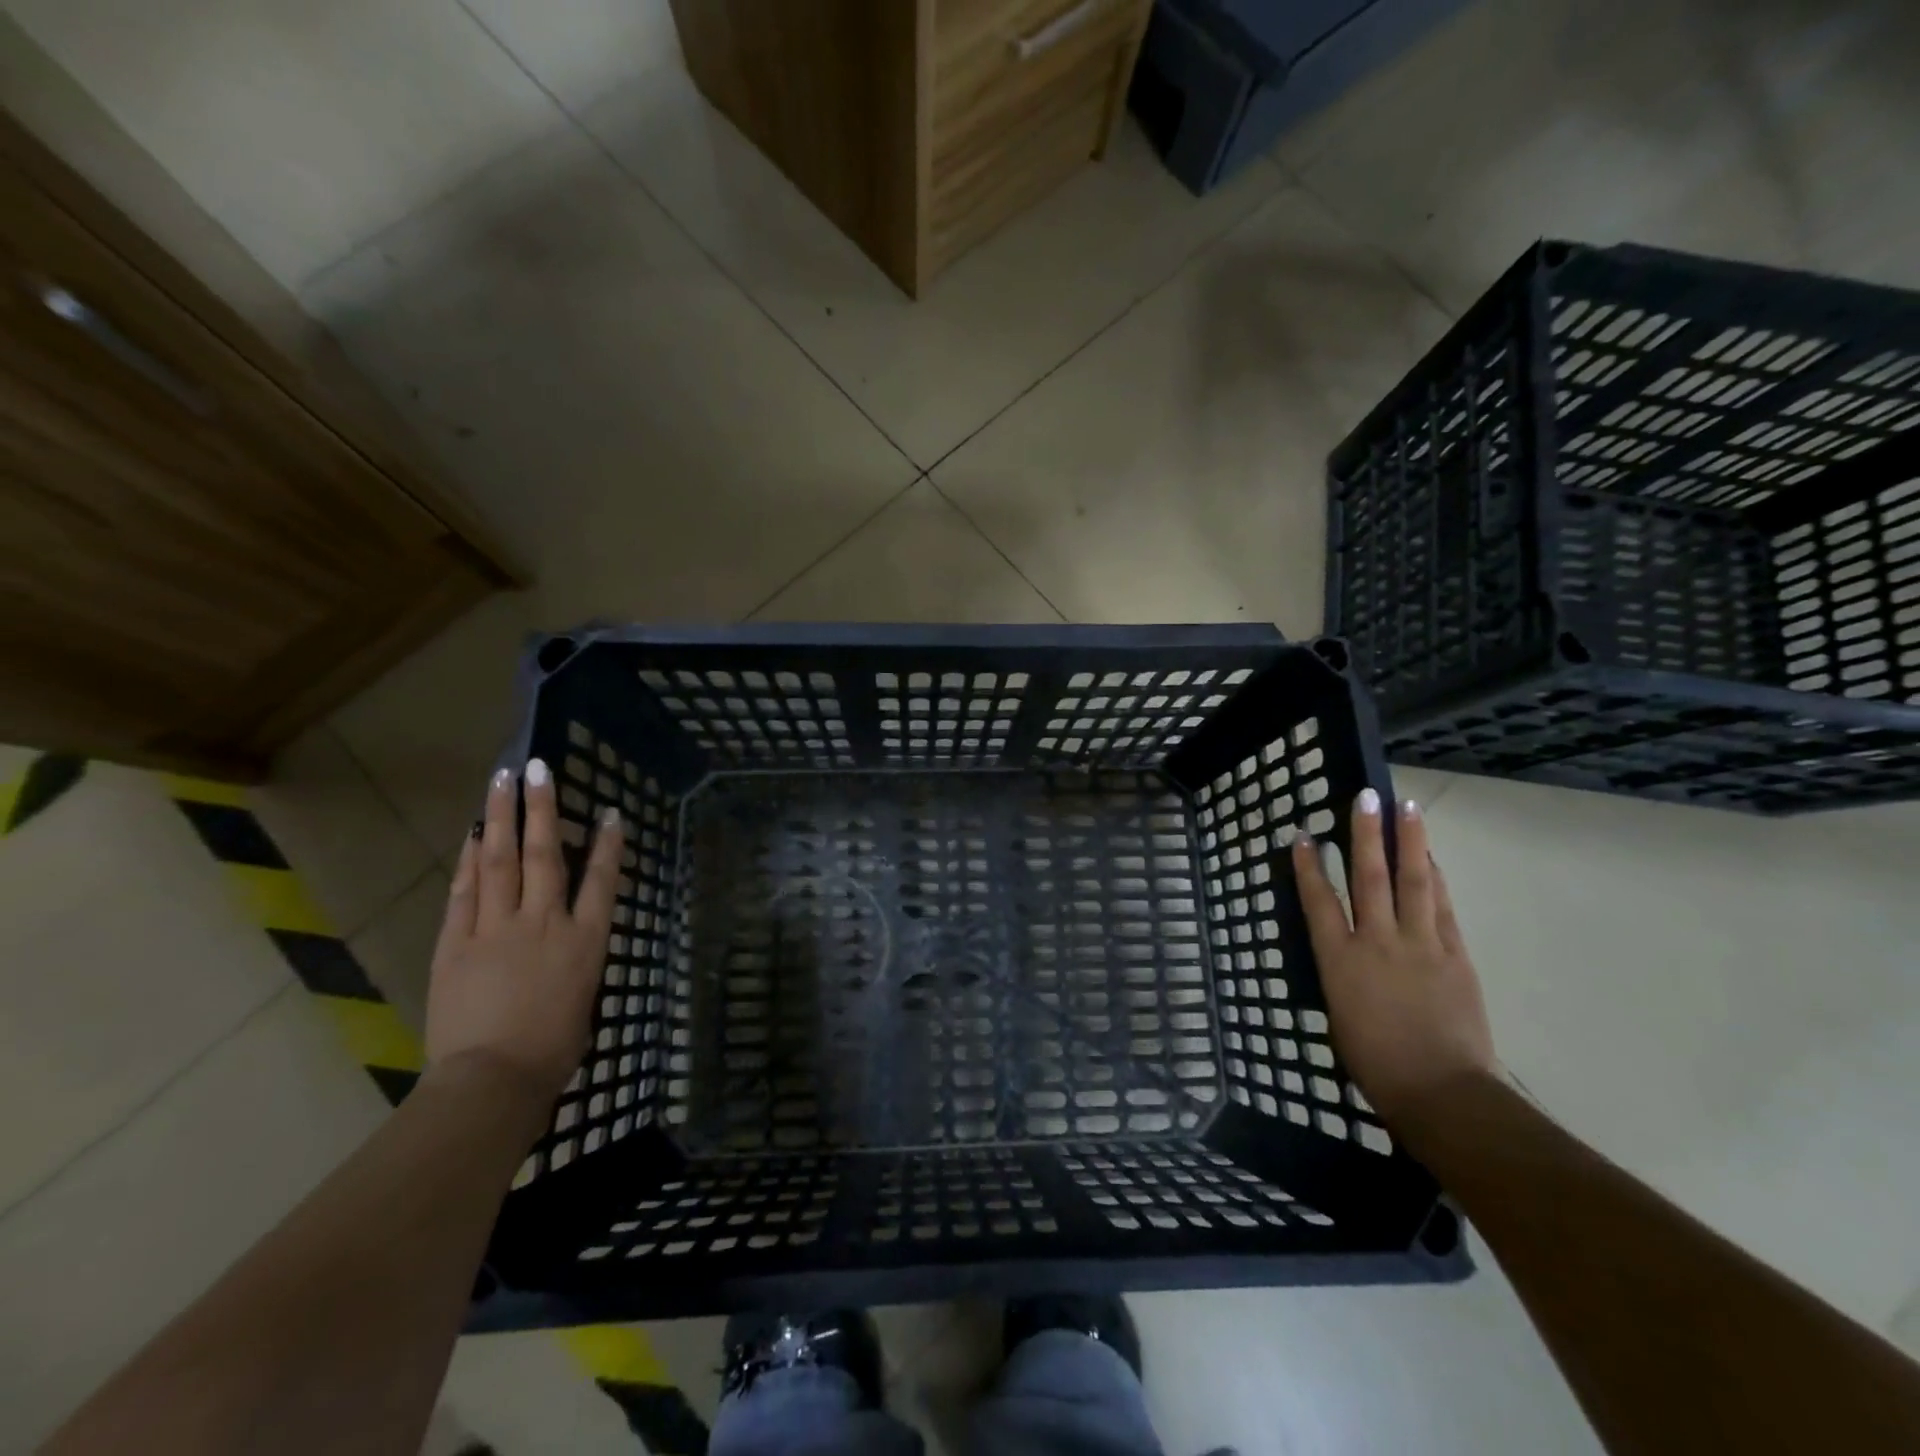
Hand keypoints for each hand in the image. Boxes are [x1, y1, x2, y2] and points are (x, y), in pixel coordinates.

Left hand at [425, 759, 623, 1104]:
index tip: (608, 811)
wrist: (493, 1080)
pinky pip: (465, 891)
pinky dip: (469, 859)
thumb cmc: (552, 1048)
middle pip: (546, 854)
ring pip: (502, 861)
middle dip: (544, 808)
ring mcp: (498, 928)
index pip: (601, 879)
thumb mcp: (583, 996)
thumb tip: (562, 940)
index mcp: (585, 940)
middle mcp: (545, 922)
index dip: (608, 843)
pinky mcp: (457, 943)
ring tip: (502, 782)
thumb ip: (574, 958)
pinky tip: (473, 834)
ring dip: (503, 818)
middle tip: (539, 768)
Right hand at [1291, 789, 1495, 1125]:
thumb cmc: (1375, 1063)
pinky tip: (1431, 859)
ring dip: (1407, 842)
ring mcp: (1420, 944)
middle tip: (1365, 797)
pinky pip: (1442, 907)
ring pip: (1412, 881)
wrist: (1441, 1091)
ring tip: (1406, 807)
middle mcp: (1377, 941)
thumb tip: (1349, 952)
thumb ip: (1344, 974)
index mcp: (1339, 959)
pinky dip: (1436, 878)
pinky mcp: (1455, 955)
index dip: (1309, 865)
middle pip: (1369, 877)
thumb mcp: (1339, 1014)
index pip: (1319, 900)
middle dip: (1364, 834)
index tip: (1304, 835)